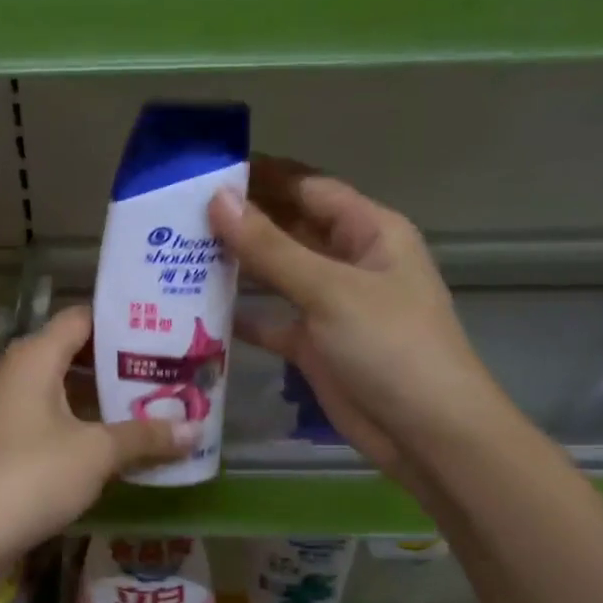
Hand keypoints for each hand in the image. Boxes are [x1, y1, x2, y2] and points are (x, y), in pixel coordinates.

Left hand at [0, 306, 189, 564]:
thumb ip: (146, 436)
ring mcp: (13, 407)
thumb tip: (197, 430)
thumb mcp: (97, 452)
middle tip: (172, 369)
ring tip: (158, 402)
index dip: (123, 321)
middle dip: (123, 363)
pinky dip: (89, 422)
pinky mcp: (12, 440)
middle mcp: (21, 371)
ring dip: (108, 397)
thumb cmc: (33, 475)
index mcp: (36, 356)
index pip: (84, 318)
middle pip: (78, 352)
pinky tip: (123, 440)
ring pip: (68, 388)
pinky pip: (58, 417)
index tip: (166, 329)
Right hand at [208, 157, 509, 476]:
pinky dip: (241, 315)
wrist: (425, 433)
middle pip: (289, 227)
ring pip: (276, 274)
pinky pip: (270, 320)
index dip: (262, 175)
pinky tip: (196, 310)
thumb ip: (270, 247)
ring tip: (177, 253)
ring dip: (236, 265)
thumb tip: (217, 199)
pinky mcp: (313, 344)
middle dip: (242, 219)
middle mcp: (348, 261)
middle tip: (178, 212)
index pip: (308, 188)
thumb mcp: (329, 290)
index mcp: (369, 232)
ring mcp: (329, 305)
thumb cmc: (389, 346)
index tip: (206, 168)